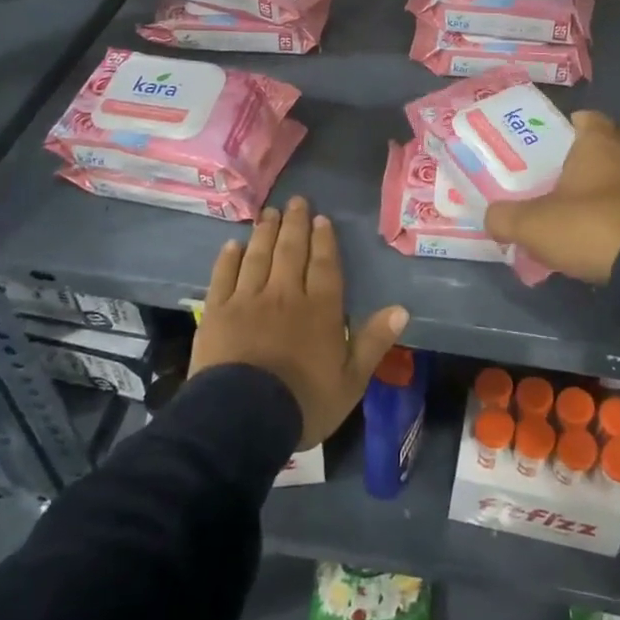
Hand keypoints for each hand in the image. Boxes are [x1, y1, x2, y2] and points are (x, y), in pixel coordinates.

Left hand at [190, 197, 408, 449]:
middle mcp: (285, 294)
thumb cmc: (304, 402)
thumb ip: (374, 341)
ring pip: (258, 256)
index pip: (324, 264)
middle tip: (295, 201)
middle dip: (295, 224)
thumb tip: (401, 309)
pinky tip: (233, 244)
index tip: (321, 218)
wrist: (242, 418)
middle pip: (290, 251)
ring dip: (265, 232)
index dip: (324, 240)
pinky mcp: (217, 311)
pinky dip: (229, 258)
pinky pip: (224, 276)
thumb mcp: (351, 380)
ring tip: (269, 212)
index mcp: (320, 309)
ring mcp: (248, 300)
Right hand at [483, 110, 619, 284]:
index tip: (559, 141)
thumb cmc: (587, 226)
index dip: (575, 125)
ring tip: (608, 195)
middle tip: (586, 167)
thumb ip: (504, 218)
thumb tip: (492, 218)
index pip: (590, 118)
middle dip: (610, 145)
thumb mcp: (531, 225)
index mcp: (600, 143)